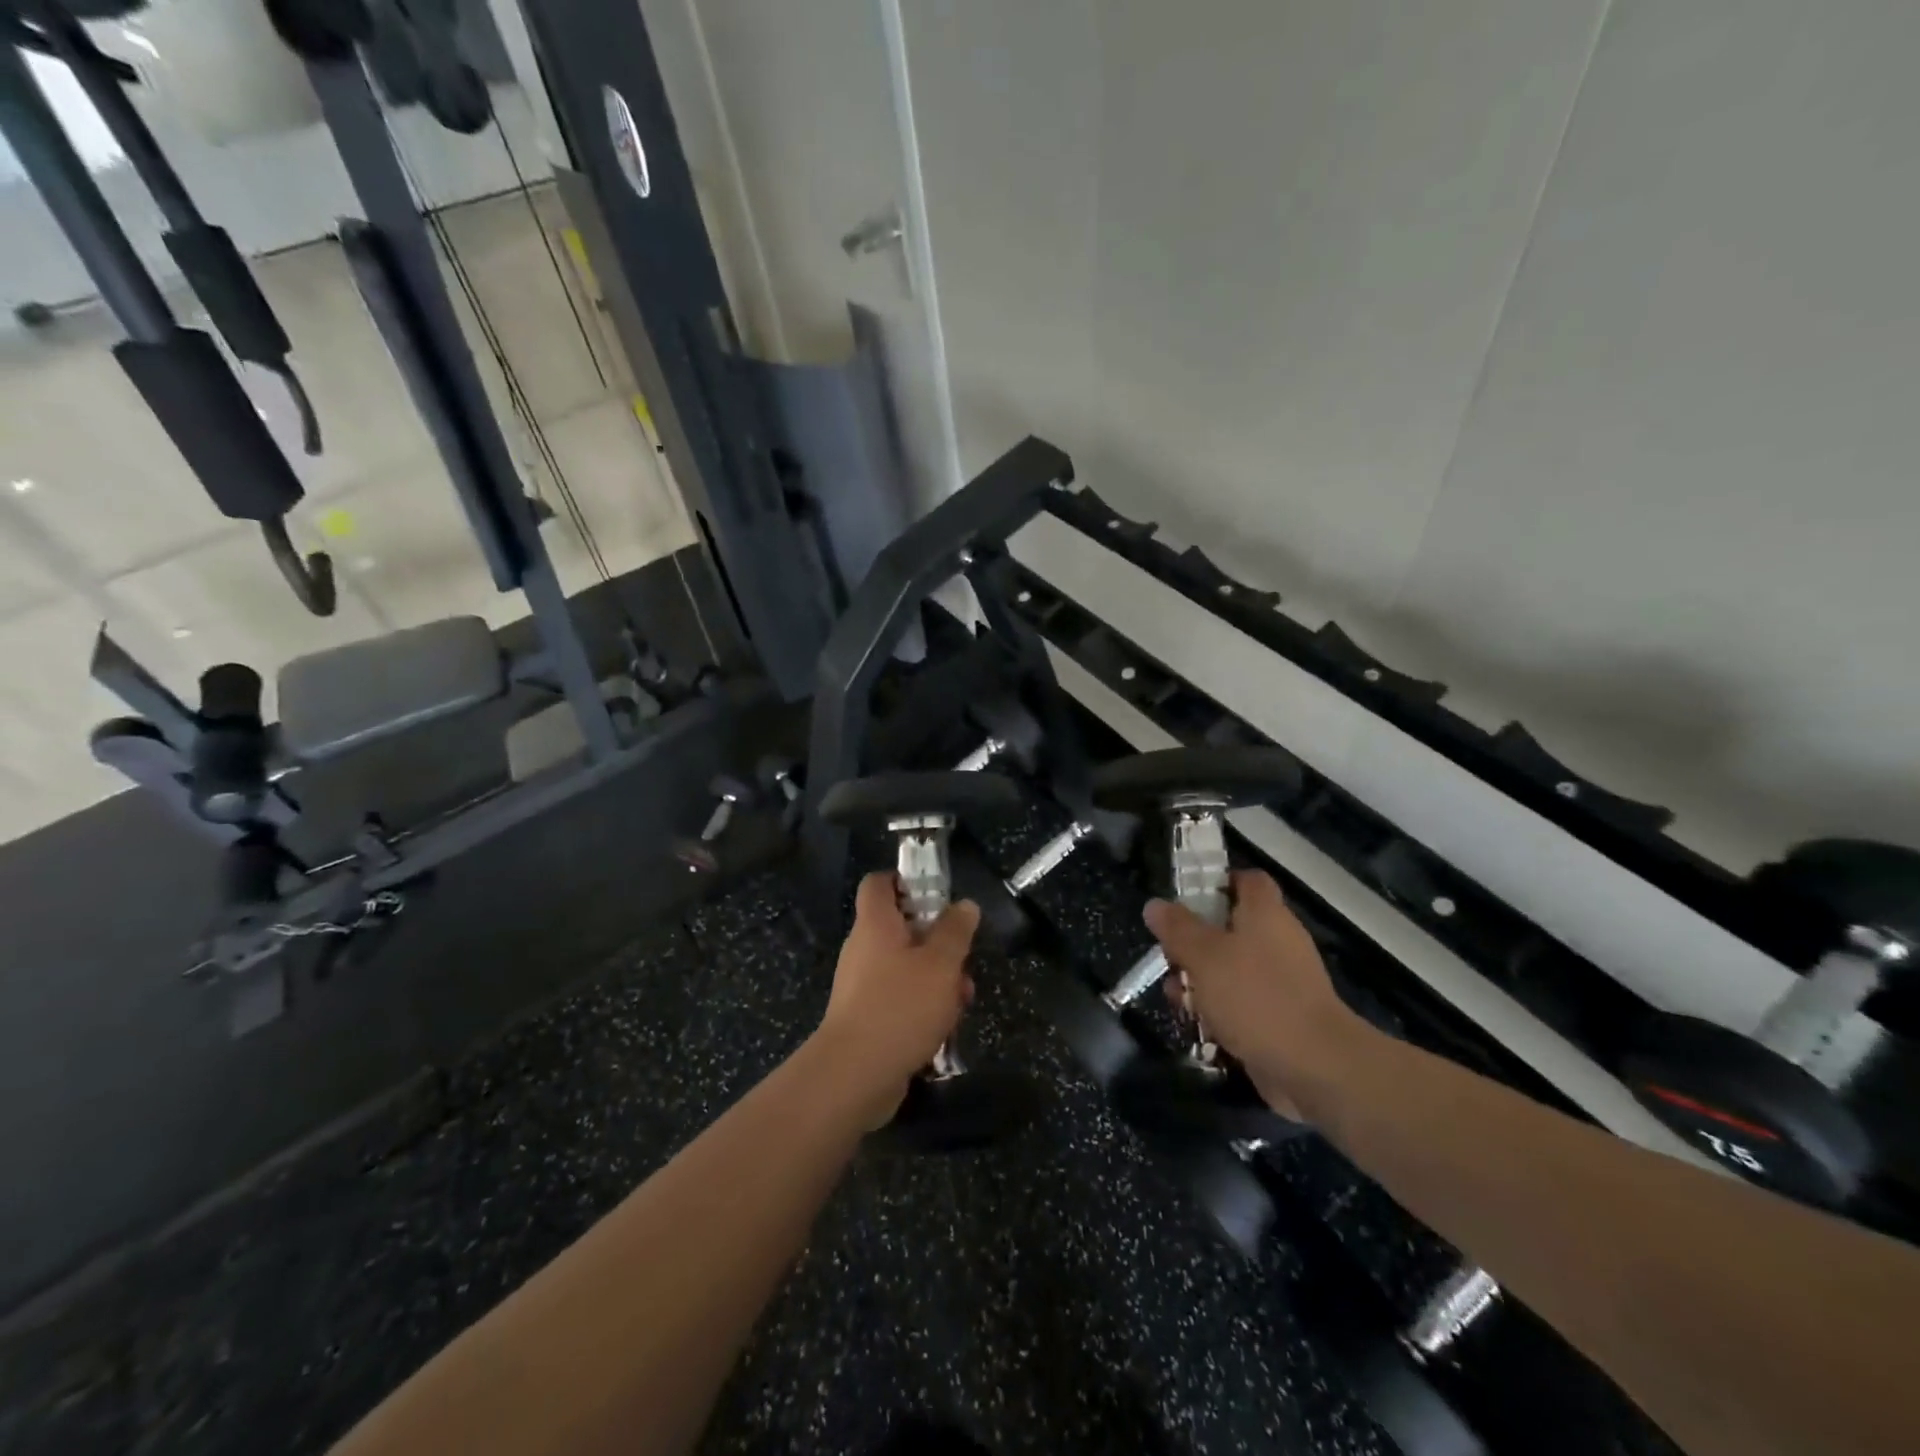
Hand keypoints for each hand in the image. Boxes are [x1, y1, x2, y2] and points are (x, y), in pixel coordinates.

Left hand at [814, 872, 979, 1120]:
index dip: (904, 880)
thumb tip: (964, 905)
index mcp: (875, 924)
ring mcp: (861, 985)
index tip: (936, 894)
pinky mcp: (865, 1017)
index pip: (879, 883)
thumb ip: (955, 932)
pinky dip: (921, 1006)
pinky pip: (898, 998)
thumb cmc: (900, 1006)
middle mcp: (863, 949)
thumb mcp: (941, 964)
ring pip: (905, 967)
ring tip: (962, 1000)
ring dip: (936, 979)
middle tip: (962, 959)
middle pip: (900, 928)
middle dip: (936, 941)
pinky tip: (943, 1028)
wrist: (854, 1075)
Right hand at [1143, 871, 1367, 1119]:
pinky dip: (1219, 1010)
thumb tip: (1155, 905)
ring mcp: (1281, 981)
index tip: (1183, 899)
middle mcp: (1277, 940)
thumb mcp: (1204, 956)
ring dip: (1200, 980)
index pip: (1246, 880)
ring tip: (1176, 997)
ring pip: (1231, 968)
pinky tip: (1198, 1026)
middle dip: (1193, 942)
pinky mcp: (1279, 1017)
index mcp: (1265, 913)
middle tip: (1169, 957)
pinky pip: (1241, 1002)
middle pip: (1229, 926)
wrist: (1314, 1067)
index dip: (1216, 882)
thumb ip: (1177, 928)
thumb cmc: (1255, 996)